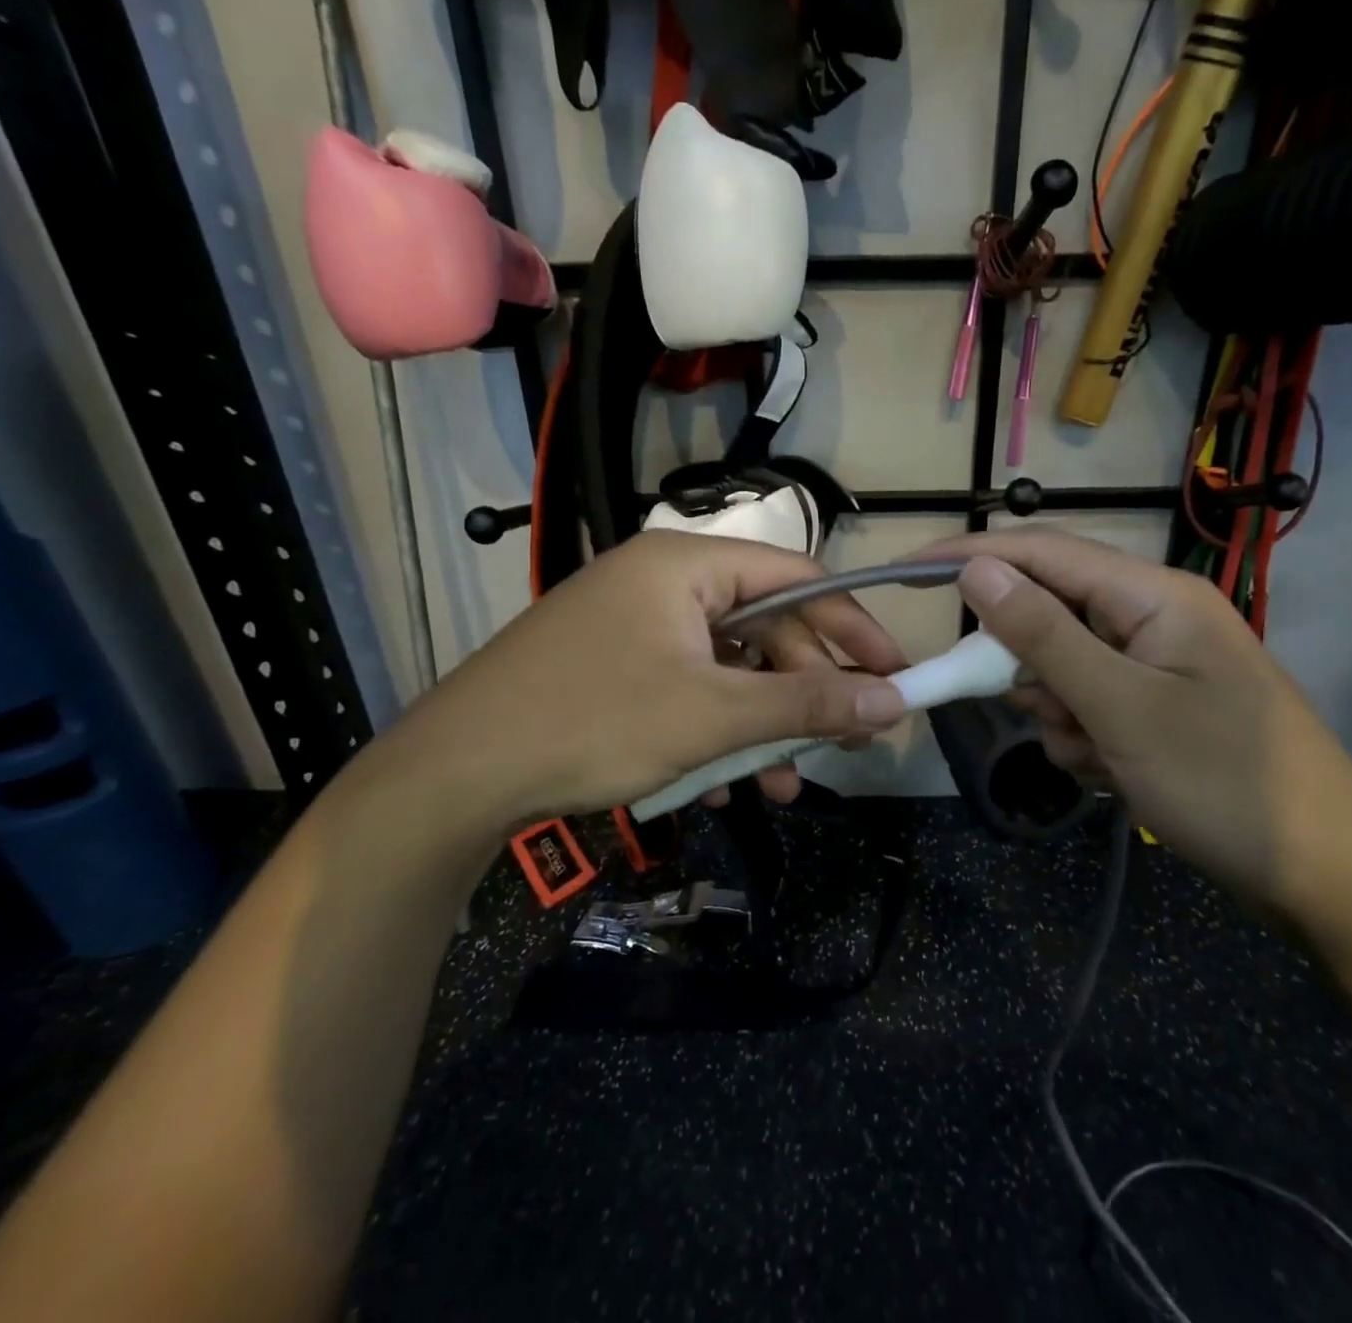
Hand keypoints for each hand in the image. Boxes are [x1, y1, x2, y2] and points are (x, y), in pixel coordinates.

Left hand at [333, 532, 908, 868]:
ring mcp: (635, 625)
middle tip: (847, 746)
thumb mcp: (712, 715)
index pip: (798, 580)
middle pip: (765, 629)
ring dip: (760, 726)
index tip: (895, 675)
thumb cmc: (593, 723)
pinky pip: (688, 689)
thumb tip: (892, 700)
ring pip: (727, 669)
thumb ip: (806, 703)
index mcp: (688, 566)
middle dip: (805, 693)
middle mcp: (663, 582)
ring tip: (784, 785)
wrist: (456, 773)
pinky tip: (718, 786)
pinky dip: (713, 732)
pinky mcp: (615, 666)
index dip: (854, 627)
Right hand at [921, 529, 1351, 913]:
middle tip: (1050, 716)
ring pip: (1060, 669)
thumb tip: (975, 570)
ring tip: (1101, 758)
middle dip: (1030, 668)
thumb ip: (1043, 635)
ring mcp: (1154, 666)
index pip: (1041, 553)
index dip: (971, 555)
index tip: (907, 571)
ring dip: (1059, 714)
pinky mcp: (1153, 709)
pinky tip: (1115, 774)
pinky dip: (1082, 739)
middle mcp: (1151, 618)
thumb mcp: (1121, 707)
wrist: (1328, 880)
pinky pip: (1085, 706)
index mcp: (1152, 595)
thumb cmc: (1226, 783)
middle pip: (1048, 615)